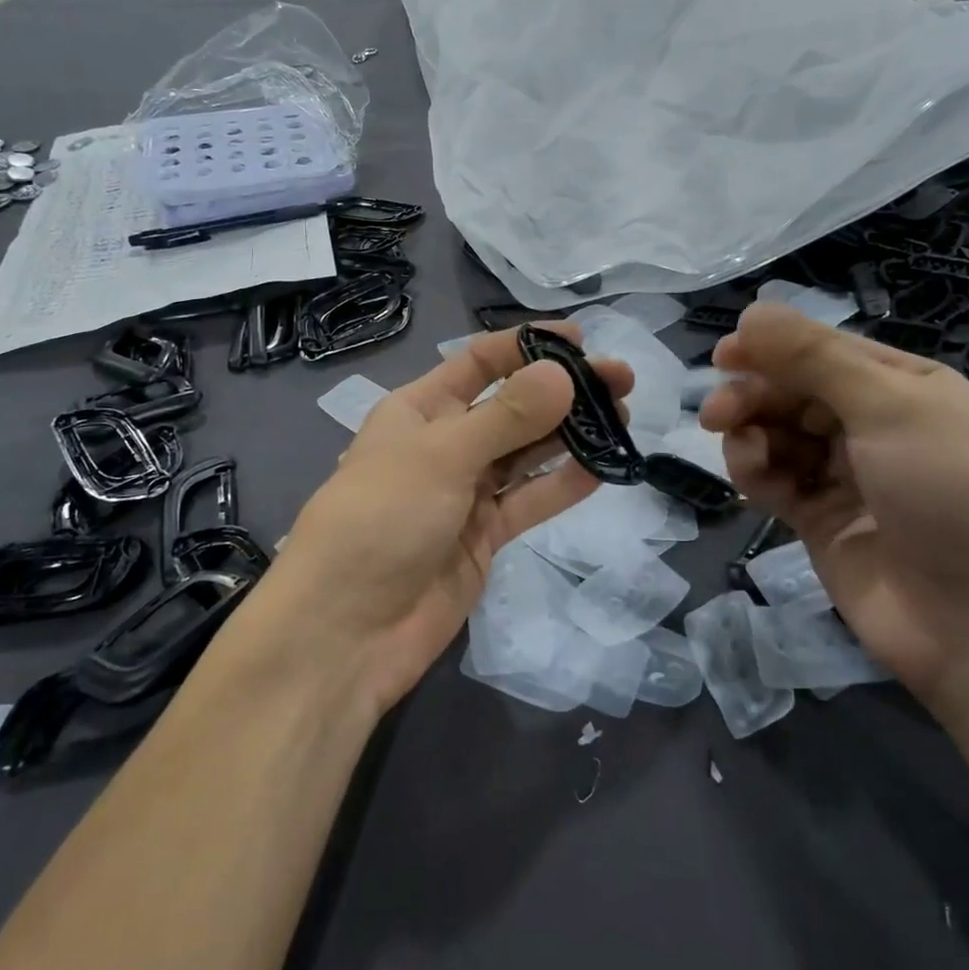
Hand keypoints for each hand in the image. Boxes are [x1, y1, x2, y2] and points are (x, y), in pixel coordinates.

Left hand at [260, 325, 633, 715]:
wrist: (347, 630)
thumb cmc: (382, 519)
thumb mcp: (441, 455)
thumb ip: (507, 416)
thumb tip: (564, 372)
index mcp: (419, 409)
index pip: (479, 363)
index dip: (527, 346)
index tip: (580, 339)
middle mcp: (445, 444)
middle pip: (512, 406)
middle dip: (563, 390)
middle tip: (622, 381)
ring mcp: (466, 492)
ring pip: (527, 452)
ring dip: (571, 434)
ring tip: (622, 417)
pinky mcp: (485, 536)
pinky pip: (530, 500)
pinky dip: (563, 484)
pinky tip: (602, 468)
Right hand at [700, 303, 968, 708]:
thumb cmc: (955, 496)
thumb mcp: (891, 408)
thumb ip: (814, 358)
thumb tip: (752, 310)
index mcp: (905, 388)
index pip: (824, 351)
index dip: (773, 348)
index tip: (723, 356)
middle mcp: (875, 426)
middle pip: (794, 392)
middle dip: (754, 395)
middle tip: (717, 413)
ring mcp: (847, 476)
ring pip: (778, 435)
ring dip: (751, 434)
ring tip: (742, 449)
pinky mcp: (821, 521)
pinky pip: (776, 480)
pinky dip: (756, 472)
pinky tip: (754, 478)